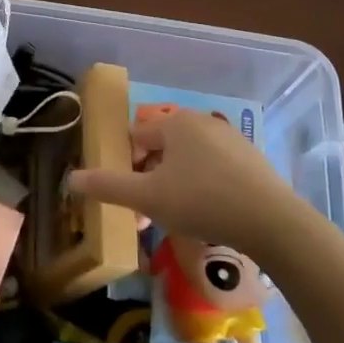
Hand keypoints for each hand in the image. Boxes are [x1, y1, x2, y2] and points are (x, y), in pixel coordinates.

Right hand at [67, 108, 303, 257]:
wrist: (272, 222)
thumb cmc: (202, 202)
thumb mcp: (148, 197)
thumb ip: (108, 186)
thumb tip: (71, 178)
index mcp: (175, 122)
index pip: (135, 138)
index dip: (126, 169)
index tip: (129, 201)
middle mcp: (201, 120)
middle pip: (161, 148)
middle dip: (149, 180)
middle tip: (149, 215)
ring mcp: (229, 137)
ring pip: (187, 159)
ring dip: (174, 185)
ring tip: (177, 219)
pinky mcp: (250, 158)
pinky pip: (213, 167)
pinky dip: (202, 186)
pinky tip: (208, 214)